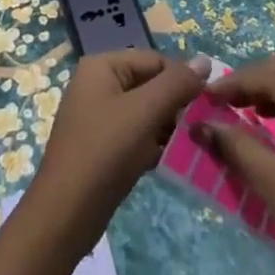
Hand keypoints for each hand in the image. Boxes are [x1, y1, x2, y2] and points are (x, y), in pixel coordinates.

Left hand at [27, 49, 208, 239]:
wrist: (66, 213)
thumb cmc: (105, 151)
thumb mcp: (144, 111)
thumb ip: (176, 84)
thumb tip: (205, 60)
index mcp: (103, 66)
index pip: (154, 60)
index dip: (182, 79)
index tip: (209, 105)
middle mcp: (99, 84)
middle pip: (149, 85)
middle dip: (177, 106)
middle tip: (203, 128)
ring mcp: (99, 117)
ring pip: (145, 113)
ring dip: (170, 128)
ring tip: (195, 145)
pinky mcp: (104, 146)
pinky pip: (137, 135)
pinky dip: (156, 145)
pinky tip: (177, 162)